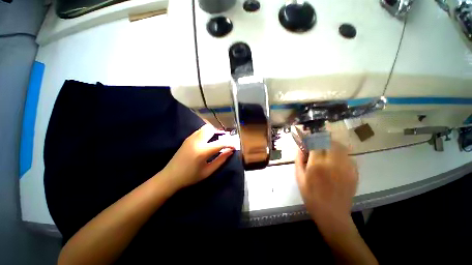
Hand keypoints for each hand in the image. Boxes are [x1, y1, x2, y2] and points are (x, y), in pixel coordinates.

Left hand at [162, 124, 234, 190]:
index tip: (234, 146)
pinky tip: (208, 140)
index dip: (230, 143)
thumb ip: (221, 160)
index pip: (221, 143)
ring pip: (205, 128)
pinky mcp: (187, 138)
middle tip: (226, 139)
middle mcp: (197, 141)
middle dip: (221, 132)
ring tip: (218, 138)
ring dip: (214, 131)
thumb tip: (230, 151)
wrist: (170, 177)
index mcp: (203, 151)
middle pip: (212, 129)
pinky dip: (207, 132)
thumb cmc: (190, 177)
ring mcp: (191, 138)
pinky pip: (200, 131)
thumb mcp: (208, 171)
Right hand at [295, 141, 357, 228]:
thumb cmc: (311, 196)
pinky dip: (340, 153)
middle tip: (316, 142)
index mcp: (317, 164)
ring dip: (331, 144)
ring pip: (340, 146)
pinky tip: (335, 159)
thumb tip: (300, 148)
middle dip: (321, 139)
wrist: (332, 214)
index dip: (310, 138)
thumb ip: (298, 160)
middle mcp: (333, 163)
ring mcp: (346, 167)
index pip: (315, 143)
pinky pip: (348, 155)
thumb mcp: (299, 178)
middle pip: (329, 141)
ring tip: (326, 148)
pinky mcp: (354, 172)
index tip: (307, 138)